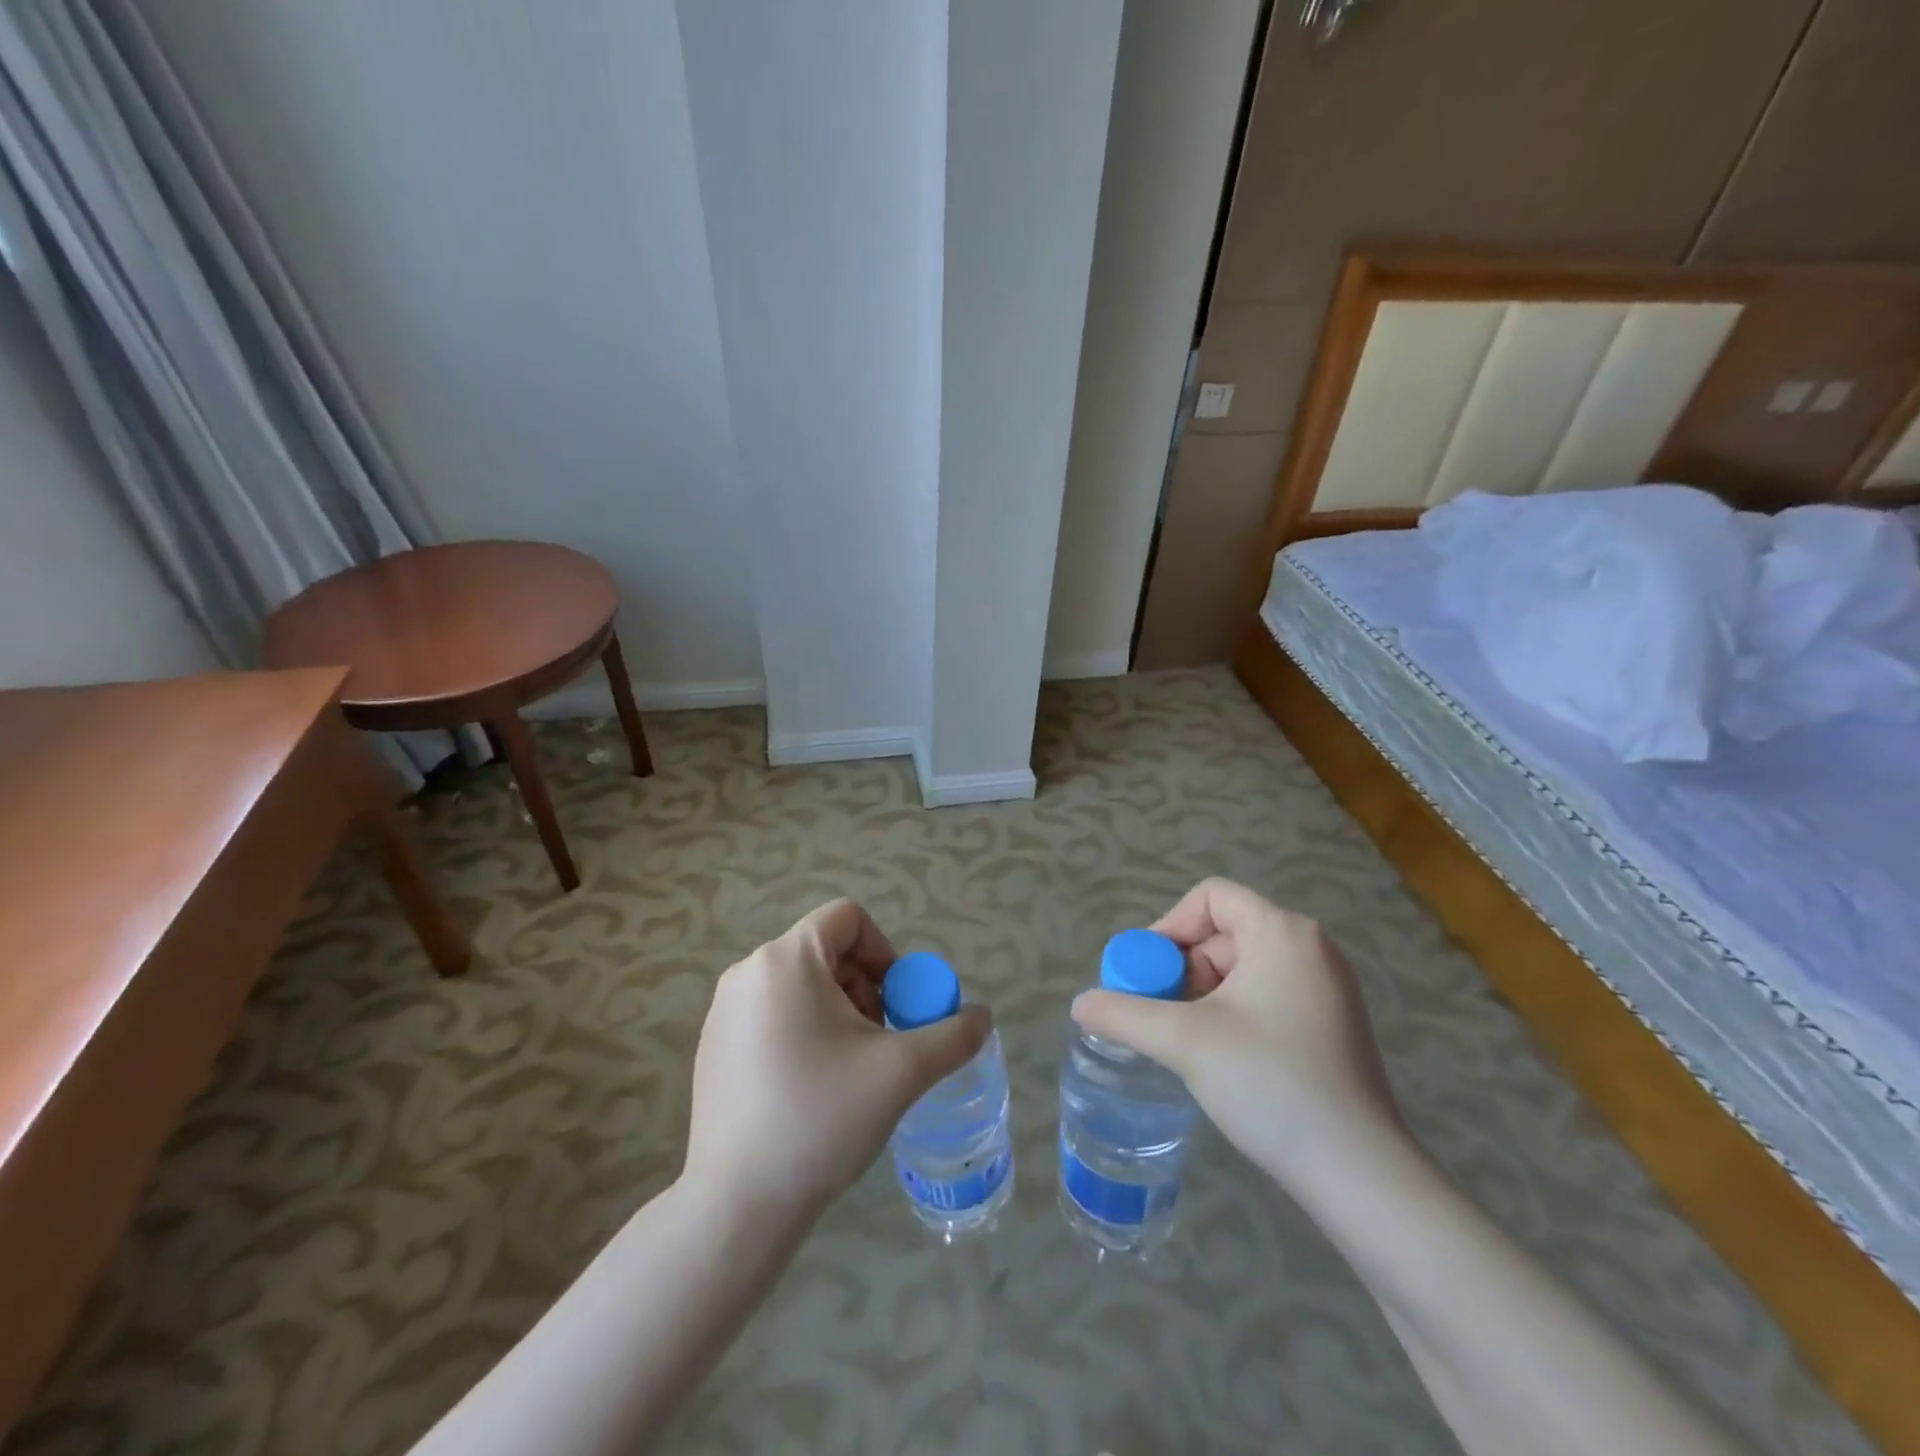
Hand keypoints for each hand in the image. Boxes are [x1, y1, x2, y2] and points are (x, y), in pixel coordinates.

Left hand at [683, 900, 990, 1219]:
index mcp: (786, 959)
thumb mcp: (902, 1072)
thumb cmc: (821, 1119)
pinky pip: (772, 1013)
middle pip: (826, 952)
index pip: (848, 918)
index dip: (885, 952)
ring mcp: (724, 1009)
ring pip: (801, 984)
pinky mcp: (712, 1045)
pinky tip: (811, 1089)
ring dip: (838, 1012)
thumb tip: (982, 1016)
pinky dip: (803, 1031)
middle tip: (880, 1043)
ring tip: (850, 1069)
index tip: (897, 1005)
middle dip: (865, 989)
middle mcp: (748, 971)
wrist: (738, 1206)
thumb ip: (953, 1035)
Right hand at [1070, 878, 1402, 1190]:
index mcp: (1283, 932)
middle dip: (1183, 970)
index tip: (1146, 975)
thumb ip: (1124, 1014)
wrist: (1359, 1174)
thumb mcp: (1184, 1041)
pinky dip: (1233, 1014)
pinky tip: (1221, 1058)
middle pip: (1224, 933)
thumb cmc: (1270, 1083)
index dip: (1169, 926)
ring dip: (1204, 996)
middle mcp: (1311, 948)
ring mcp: (1328, 989)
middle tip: (1161, 1016)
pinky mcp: (1333, 1025)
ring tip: (1186, 1042)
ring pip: (1243, 969)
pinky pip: (1267, 996)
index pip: (1211, 897)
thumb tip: (1079, 1004)